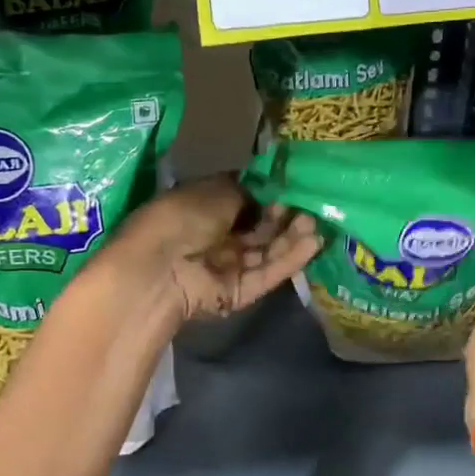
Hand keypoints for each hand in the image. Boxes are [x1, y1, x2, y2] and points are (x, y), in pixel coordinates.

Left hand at [108, 175, 320, 324]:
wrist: (158, 270)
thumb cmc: (181, 218)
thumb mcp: (216, 192)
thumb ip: (247, 191)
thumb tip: (266, 191)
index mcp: (204, 207)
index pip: (244, 199)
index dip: (269, 192)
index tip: (295, 183)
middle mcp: (217, 237)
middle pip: (259, 227)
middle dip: (284, 214)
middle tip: (312, 202)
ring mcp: (228, 267)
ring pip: (267, 251)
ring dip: (291, 236)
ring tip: (316, 221)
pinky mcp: (239, 292)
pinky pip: (267, 273)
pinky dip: (290, 259)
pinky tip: (313, 243)